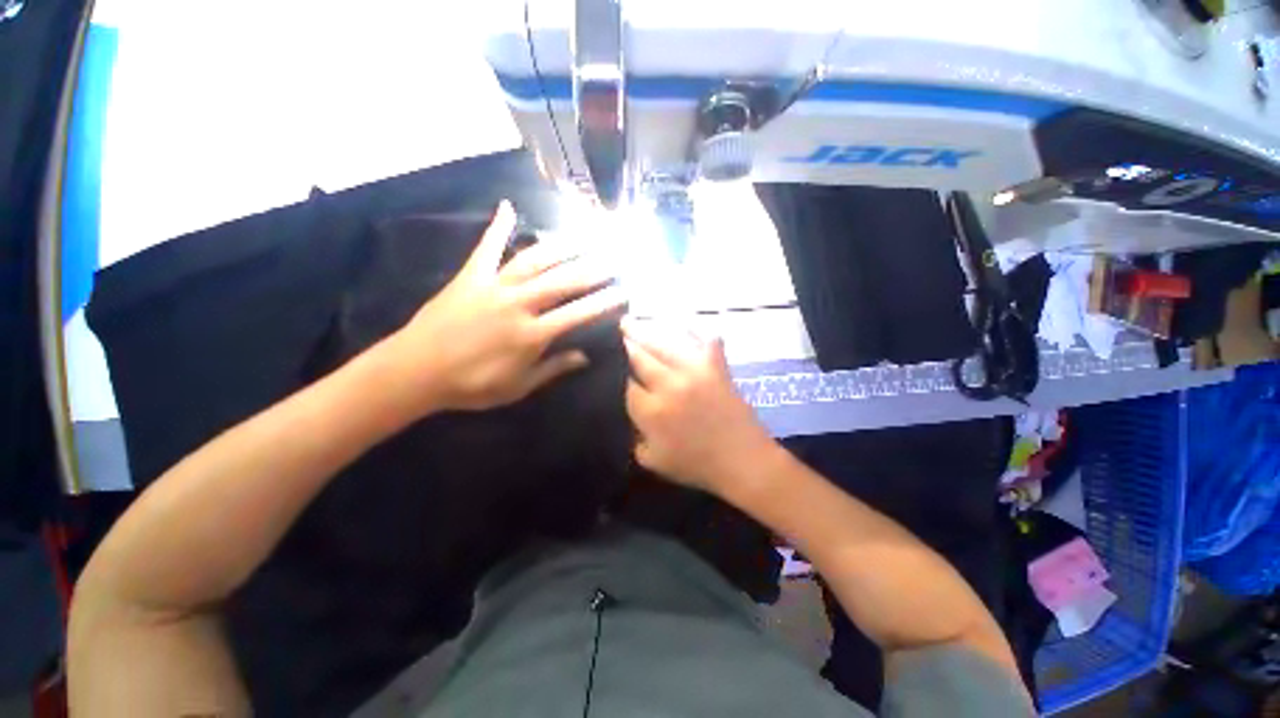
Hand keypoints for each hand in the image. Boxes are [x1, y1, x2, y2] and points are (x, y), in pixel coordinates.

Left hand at [387, 201, 624, 413]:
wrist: (415, 371)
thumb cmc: (471, 385)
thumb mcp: (518, 387)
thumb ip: (553, 369)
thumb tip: (584, 357)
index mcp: (532, 335)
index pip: (578, 314)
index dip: (603, 302)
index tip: (623, 292)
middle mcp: (518, 304)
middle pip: (563, 281)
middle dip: (592, 269)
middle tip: (614, 257)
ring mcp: (494, 286)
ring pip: (535, 260)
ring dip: (562, 247)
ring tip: (584, 236)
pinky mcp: (470, 276)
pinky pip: (487, 247)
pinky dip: (498, 226)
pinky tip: (508, 206)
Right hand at [622, 318, 777, 494]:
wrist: (743, 460)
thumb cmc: (696, 465)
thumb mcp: (652, 461)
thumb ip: (633, 437)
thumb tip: (627, 413)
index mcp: (652, 411)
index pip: (624, 384)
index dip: (614, 375)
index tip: (608, 367)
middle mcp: (670, 384)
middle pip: (638, 356)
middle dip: (622, 345)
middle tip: (610, 333)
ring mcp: (695, 371)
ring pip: (662, 342)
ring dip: (643, 331)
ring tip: (628, 322)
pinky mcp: (716, 365)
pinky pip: (702, 338)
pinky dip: (691, 330)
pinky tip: (679, 323)